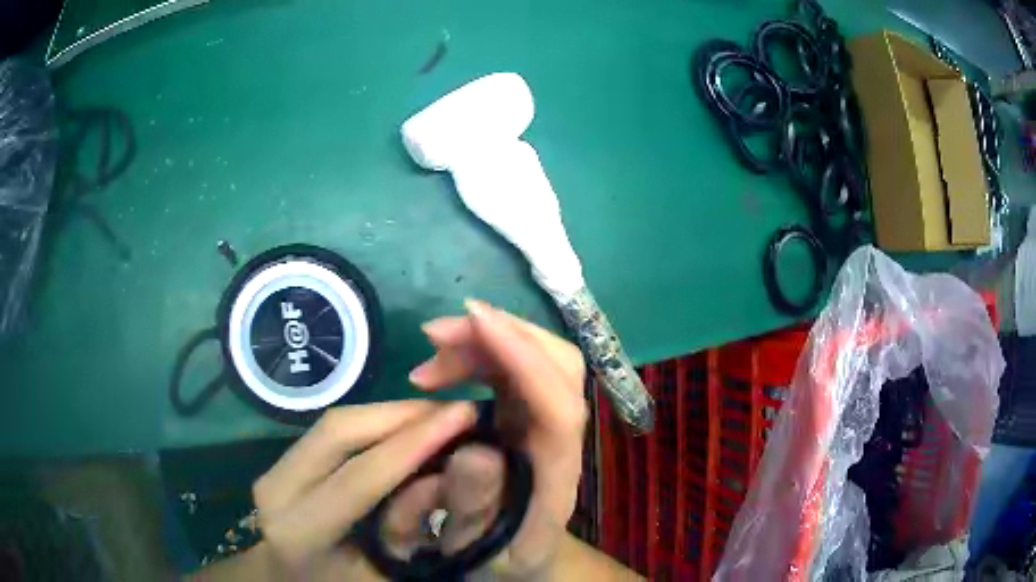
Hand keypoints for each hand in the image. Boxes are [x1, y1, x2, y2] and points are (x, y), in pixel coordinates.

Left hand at [247, 400, 477, 579]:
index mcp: (300, 532)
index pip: (361, 476)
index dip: (415, 441)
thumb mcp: (387, 574)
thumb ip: (413, 525)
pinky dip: (372, 425)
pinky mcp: (279, 462)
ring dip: (389, 415)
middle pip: (339, 430)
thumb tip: (448, 469)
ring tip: (437, 417)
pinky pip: (328, 432)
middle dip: (402, 414)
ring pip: (334, 424)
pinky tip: (404, 429)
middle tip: (454, 410)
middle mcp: (275, 491)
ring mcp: (271, 471)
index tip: (465, 413)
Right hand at [407, 299, 587, 578]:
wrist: (518, 561)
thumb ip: (474, 508)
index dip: (524, 359)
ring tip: (427, 358)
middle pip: (559, 367)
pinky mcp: (528, 417)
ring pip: (537, 359)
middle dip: (503, 335)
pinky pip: (515, 370)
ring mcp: (547, 425)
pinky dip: (479, 355)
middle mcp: (561, 442)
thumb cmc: (498, 560)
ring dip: (484, 342)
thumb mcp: (477, 548)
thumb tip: (474, 450)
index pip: (559, 408)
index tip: (474, 321)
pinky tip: (441, 369)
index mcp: (555, 479)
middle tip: (434, 335)